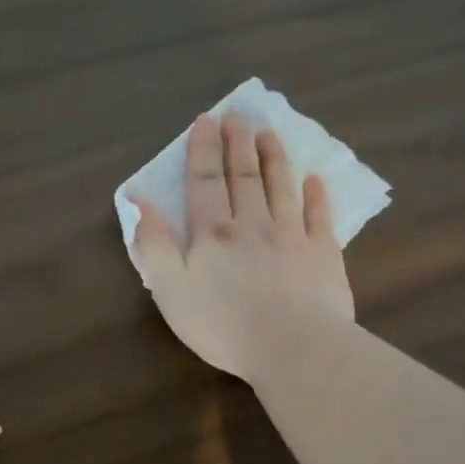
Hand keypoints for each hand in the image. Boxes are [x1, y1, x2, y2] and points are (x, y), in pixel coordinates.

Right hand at [129, 112, 352, 382]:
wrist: (293, 348)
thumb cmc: (222, 324)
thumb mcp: (170, 289)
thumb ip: (154, 245)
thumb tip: (140, 203)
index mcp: (213, 233)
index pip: (206, 182)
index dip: (203, 150)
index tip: (205, 121)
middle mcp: (252, 225)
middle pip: (244, 177)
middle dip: (238, 143)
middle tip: (238, 115)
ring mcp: (292, 237)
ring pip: (281, 188)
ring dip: (274, 159)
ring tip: (269, 133)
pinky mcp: (324, 256)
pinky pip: (319, 218)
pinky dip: (316, 196)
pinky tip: (315, 180)